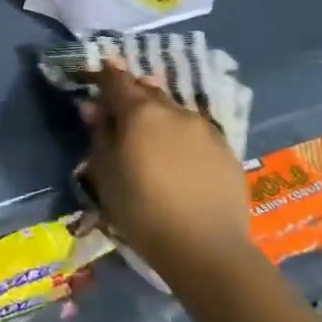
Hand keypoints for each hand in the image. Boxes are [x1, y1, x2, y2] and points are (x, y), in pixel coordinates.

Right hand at [81, 59, 250, 284]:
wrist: (206, 248)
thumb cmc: (141, 209)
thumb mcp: (105, 173)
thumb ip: (99, 135)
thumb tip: (94, 108)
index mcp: (140, 113)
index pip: (118, 80)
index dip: (105, 75)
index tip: (98, 74)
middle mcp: (175, 111)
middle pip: (148, 93)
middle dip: (132, 97)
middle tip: (120, 113)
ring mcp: (206, 130)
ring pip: (174, 113)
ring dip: (159, 118)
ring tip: (150, 140)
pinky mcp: (227, 151)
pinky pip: (196, 134)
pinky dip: (181, 138)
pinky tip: (178, 161)